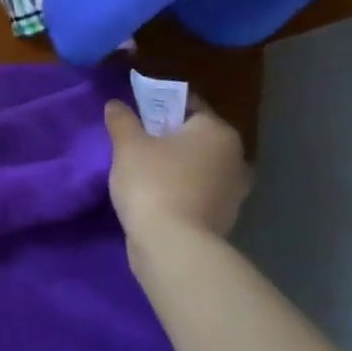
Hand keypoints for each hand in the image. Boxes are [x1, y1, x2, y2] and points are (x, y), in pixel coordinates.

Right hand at [103, 99, 251, 247]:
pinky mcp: (225, 217)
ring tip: (142, 170)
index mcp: (218, 131)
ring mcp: (234, 190)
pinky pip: (198, 191)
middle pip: (196, 137)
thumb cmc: (153, 182)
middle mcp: (235, 157)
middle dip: (168, 137)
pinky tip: (155, 195)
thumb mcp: (127, 145)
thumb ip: (122, 120)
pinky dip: (181, 189)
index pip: (189, 105)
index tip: (135, 113)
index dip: (159, 105)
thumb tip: (116, 104)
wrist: (173, 245)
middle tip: (135, 141)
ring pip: (198, 166)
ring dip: (176, 165)